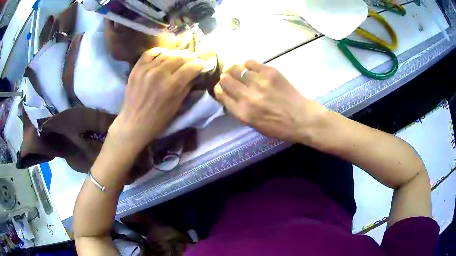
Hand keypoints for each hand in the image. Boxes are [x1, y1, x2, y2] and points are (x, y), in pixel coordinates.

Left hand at [109, 48, 203, 153]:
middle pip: (180, 57)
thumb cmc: (158, 119)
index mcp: (172, 85)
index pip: (192, 67)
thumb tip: (195, 74)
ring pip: (167, 53)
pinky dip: (159, 51)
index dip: (200, 64)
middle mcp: (160, 73)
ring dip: (176, 53)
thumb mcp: (177, 105)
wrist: (134, 123)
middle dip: (190, 57)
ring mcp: (147, 69)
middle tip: (193, 59)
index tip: (202, 65)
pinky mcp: (137, 69)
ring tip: (180, 56)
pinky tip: (164, 53)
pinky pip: (150, 53)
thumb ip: (187, 86)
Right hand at [214, 60, 326, 142]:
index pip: (220, 94)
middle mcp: (247, 96)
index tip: (223, 87)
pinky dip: (248, 65)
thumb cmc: (279, 127)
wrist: (302, 118)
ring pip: (236, 69)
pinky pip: (251, 62)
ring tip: (241, 73)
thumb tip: (228, 94)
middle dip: (225, 78)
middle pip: (225, 79)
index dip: (219, 89)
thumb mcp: (254, 125)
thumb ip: (239, 110)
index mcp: (242, 112)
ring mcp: (259, 82)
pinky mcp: (270, 72)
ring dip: (236, 70)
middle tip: (230, 78)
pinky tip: (251, 69)